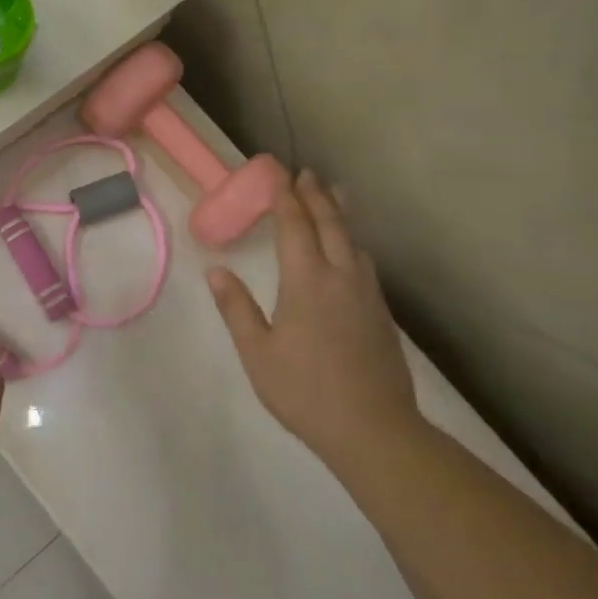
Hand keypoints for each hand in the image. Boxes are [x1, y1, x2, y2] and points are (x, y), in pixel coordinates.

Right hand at [207, 170, 419, 469]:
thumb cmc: (304, 390)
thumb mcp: (257, 352)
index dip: (284, 196)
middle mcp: (341, 276)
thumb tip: (216, 271)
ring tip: (334, 194)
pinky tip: (351, 249)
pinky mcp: (381, 312)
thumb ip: (236, 307)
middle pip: (330, 224)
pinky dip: (352, 240)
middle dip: (315, 195)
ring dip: (340, 213)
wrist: (373, 428)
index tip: (277, 171)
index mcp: (306, 281)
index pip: (295, 226)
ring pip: (353, 240)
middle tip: (305, 172)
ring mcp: (366, 293)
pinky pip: (365, 260)